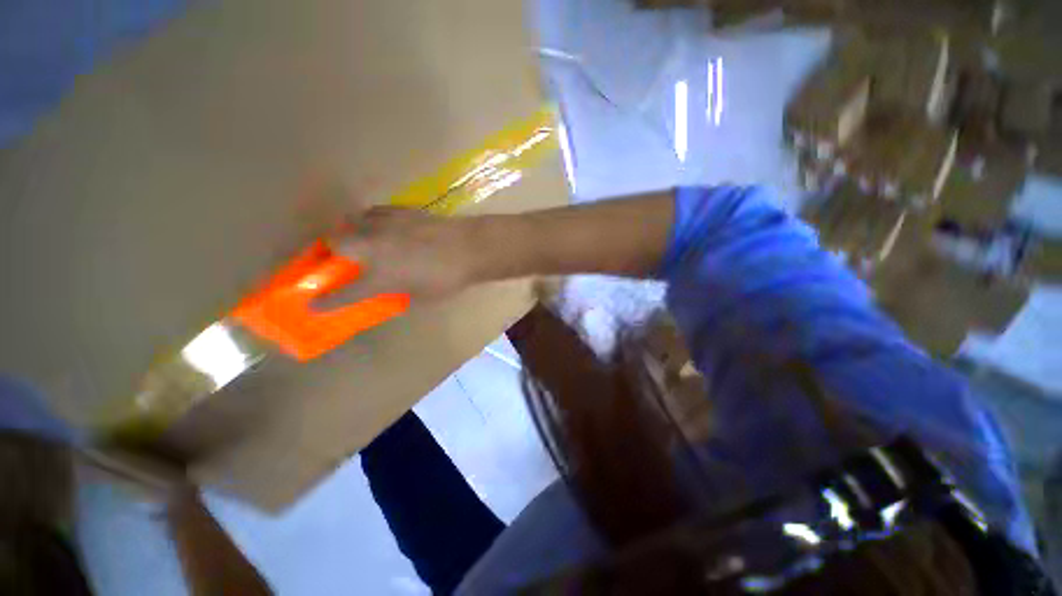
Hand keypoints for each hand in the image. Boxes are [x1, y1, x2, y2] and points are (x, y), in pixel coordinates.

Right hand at [317, 207, 479, 308]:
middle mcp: (374, 248)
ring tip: (361, 239)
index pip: (344, 294)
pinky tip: (381, 226)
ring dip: (349, 232)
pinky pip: (373, 212)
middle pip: (335, 244)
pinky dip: (370, 220)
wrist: (470, 247)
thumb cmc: (449, 278)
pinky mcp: (399, 211)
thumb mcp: (423, 296)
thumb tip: (389, 293)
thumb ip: (400, 294)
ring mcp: (385, 225)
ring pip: (351, 222)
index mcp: (380, 277)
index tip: (313, 305)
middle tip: (340, 259)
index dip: (326, 302)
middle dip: (331, 252)